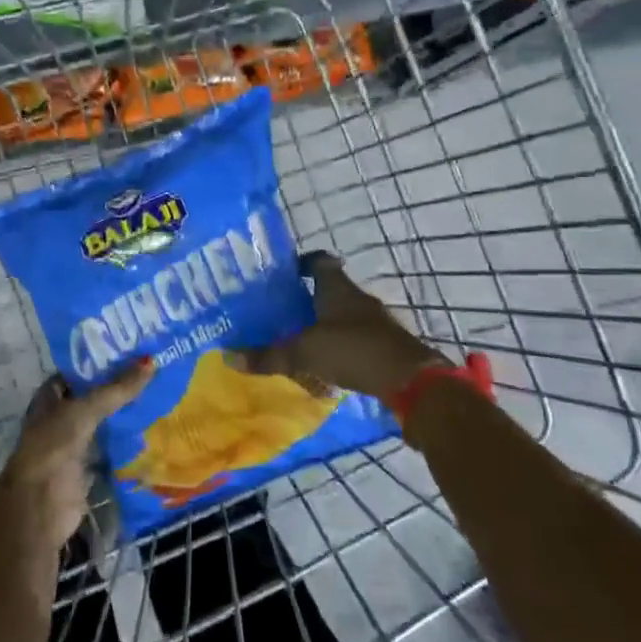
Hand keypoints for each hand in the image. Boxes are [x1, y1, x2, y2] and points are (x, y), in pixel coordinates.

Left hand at [0, 359, 154, 554]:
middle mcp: (60, 417)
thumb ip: (116, 389)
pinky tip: (152, 430)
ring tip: (158, 394)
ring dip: (124, 413)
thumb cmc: (53, 447)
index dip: (100, 360)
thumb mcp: (84, 410)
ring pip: (102, 422)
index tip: (131, 350)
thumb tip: (151, 361)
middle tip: (152, 370)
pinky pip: (110, 448)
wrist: (40, 506)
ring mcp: (73, 444)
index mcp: (49, 397)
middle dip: (117, 387)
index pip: (77, 371)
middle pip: (92, 397)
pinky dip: (127, 442)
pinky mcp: (87, 468)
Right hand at [234, 252, 486, 408]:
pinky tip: (325, 362)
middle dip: (307, 297)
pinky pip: (356, 338)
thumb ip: (269, 355)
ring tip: (298, 337)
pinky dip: (340, 345)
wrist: (411, 380)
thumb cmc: (354, 351)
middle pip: (330, 289)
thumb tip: (229, 356)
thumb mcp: (305, 353)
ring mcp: (375, 321)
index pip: (319, 261)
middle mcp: (357, 298)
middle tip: (281, 309)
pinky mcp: (385, 344)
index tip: (283, 273)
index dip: (301, 263)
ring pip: (343, 314)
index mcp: (337, 289)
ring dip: (324, 323)